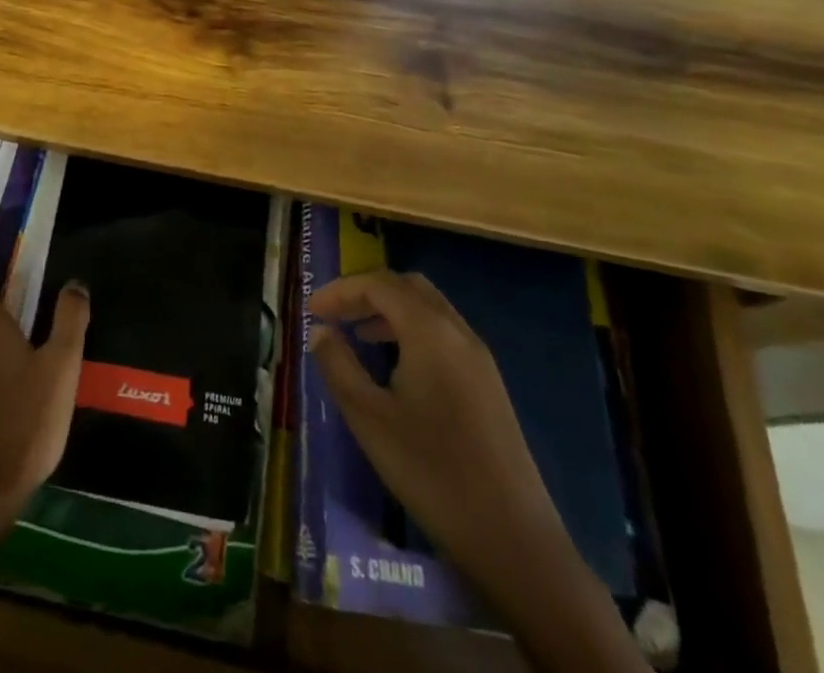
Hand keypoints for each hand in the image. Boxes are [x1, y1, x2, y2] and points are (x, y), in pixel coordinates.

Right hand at [306, 269, 567, 597]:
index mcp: (429, 331)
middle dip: (366, 293)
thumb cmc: (431, 471)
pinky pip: (443, 333)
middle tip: (334, 315)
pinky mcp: (488, 383)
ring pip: (428, 308)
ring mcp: (479, 357)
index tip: (310, 310)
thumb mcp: (369, 418)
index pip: (377, 284)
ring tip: (357, 335)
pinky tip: (395, 365)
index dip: (340, 290)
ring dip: (390, 310)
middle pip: (406, 286)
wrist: (513, 539)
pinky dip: (412, 330)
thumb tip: (319, 331)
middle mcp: (457, 331)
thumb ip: (338, 365)